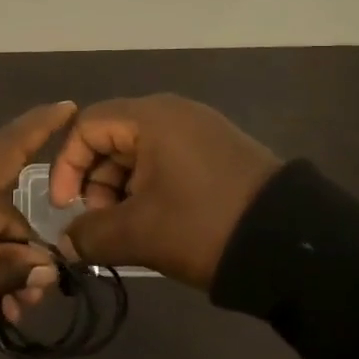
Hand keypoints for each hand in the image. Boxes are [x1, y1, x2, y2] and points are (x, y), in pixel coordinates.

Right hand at [48, 94, 281, 289]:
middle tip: (101, 224)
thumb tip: (66, 244)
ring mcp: (201, 131)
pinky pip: (168, 162)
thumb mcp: (139, 234)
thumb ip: (90, 235)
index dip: (67, 166)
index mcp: (151, 117)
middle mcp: (174, 113)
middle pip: (112, 138)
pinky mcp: (219, 153)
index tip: (66, 207)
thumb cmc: (203, 225)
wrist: (292, 245)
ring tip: (129, 231)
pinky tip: (157, 224)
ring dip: (122, 191)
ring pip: (139, 154)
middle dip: (96, 183)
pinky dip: (150, 189)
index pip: (86, 127)